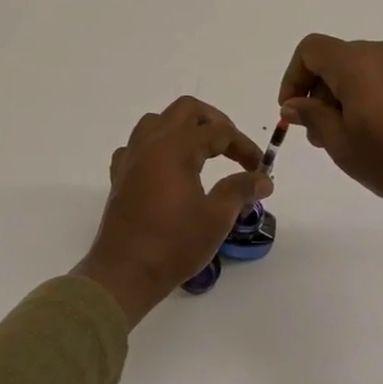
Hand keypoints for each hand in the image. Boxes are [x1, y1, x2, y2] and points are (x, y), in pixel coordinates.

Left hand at [73, 97, 273, 324]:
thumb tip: (263, 179)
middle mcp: (150, 144)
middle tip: (231, 146)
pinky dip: (155, 148)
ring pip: (156, 122)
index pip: (218, 131)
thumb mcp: (216, 218)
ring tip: (201, 152)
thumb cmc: (174, 244)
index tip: (259, 168)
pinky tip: (166, 169)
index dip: (244, 146)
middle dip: (213, 122)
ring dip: (182, 128)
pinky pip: (136, 146)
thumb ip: (240, 190)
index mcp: (175, 148)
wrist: (125, 273)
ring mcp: (130, 158)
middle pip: (185, 110)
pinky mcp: (119, 177)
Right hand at [278, 34, 382, 221]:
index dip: (294, 77)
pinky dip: (380, 94)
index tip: (294, 111)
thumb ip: (313, 117)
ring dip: (352, 94)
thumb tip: (294, 103)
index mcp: (359, 64)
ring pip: (369, 68)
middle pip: (340, 59)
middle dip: (323, 92)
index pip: (312, 49)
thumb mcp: (344, 146)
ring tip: (359, 136)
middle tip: (324, 134)